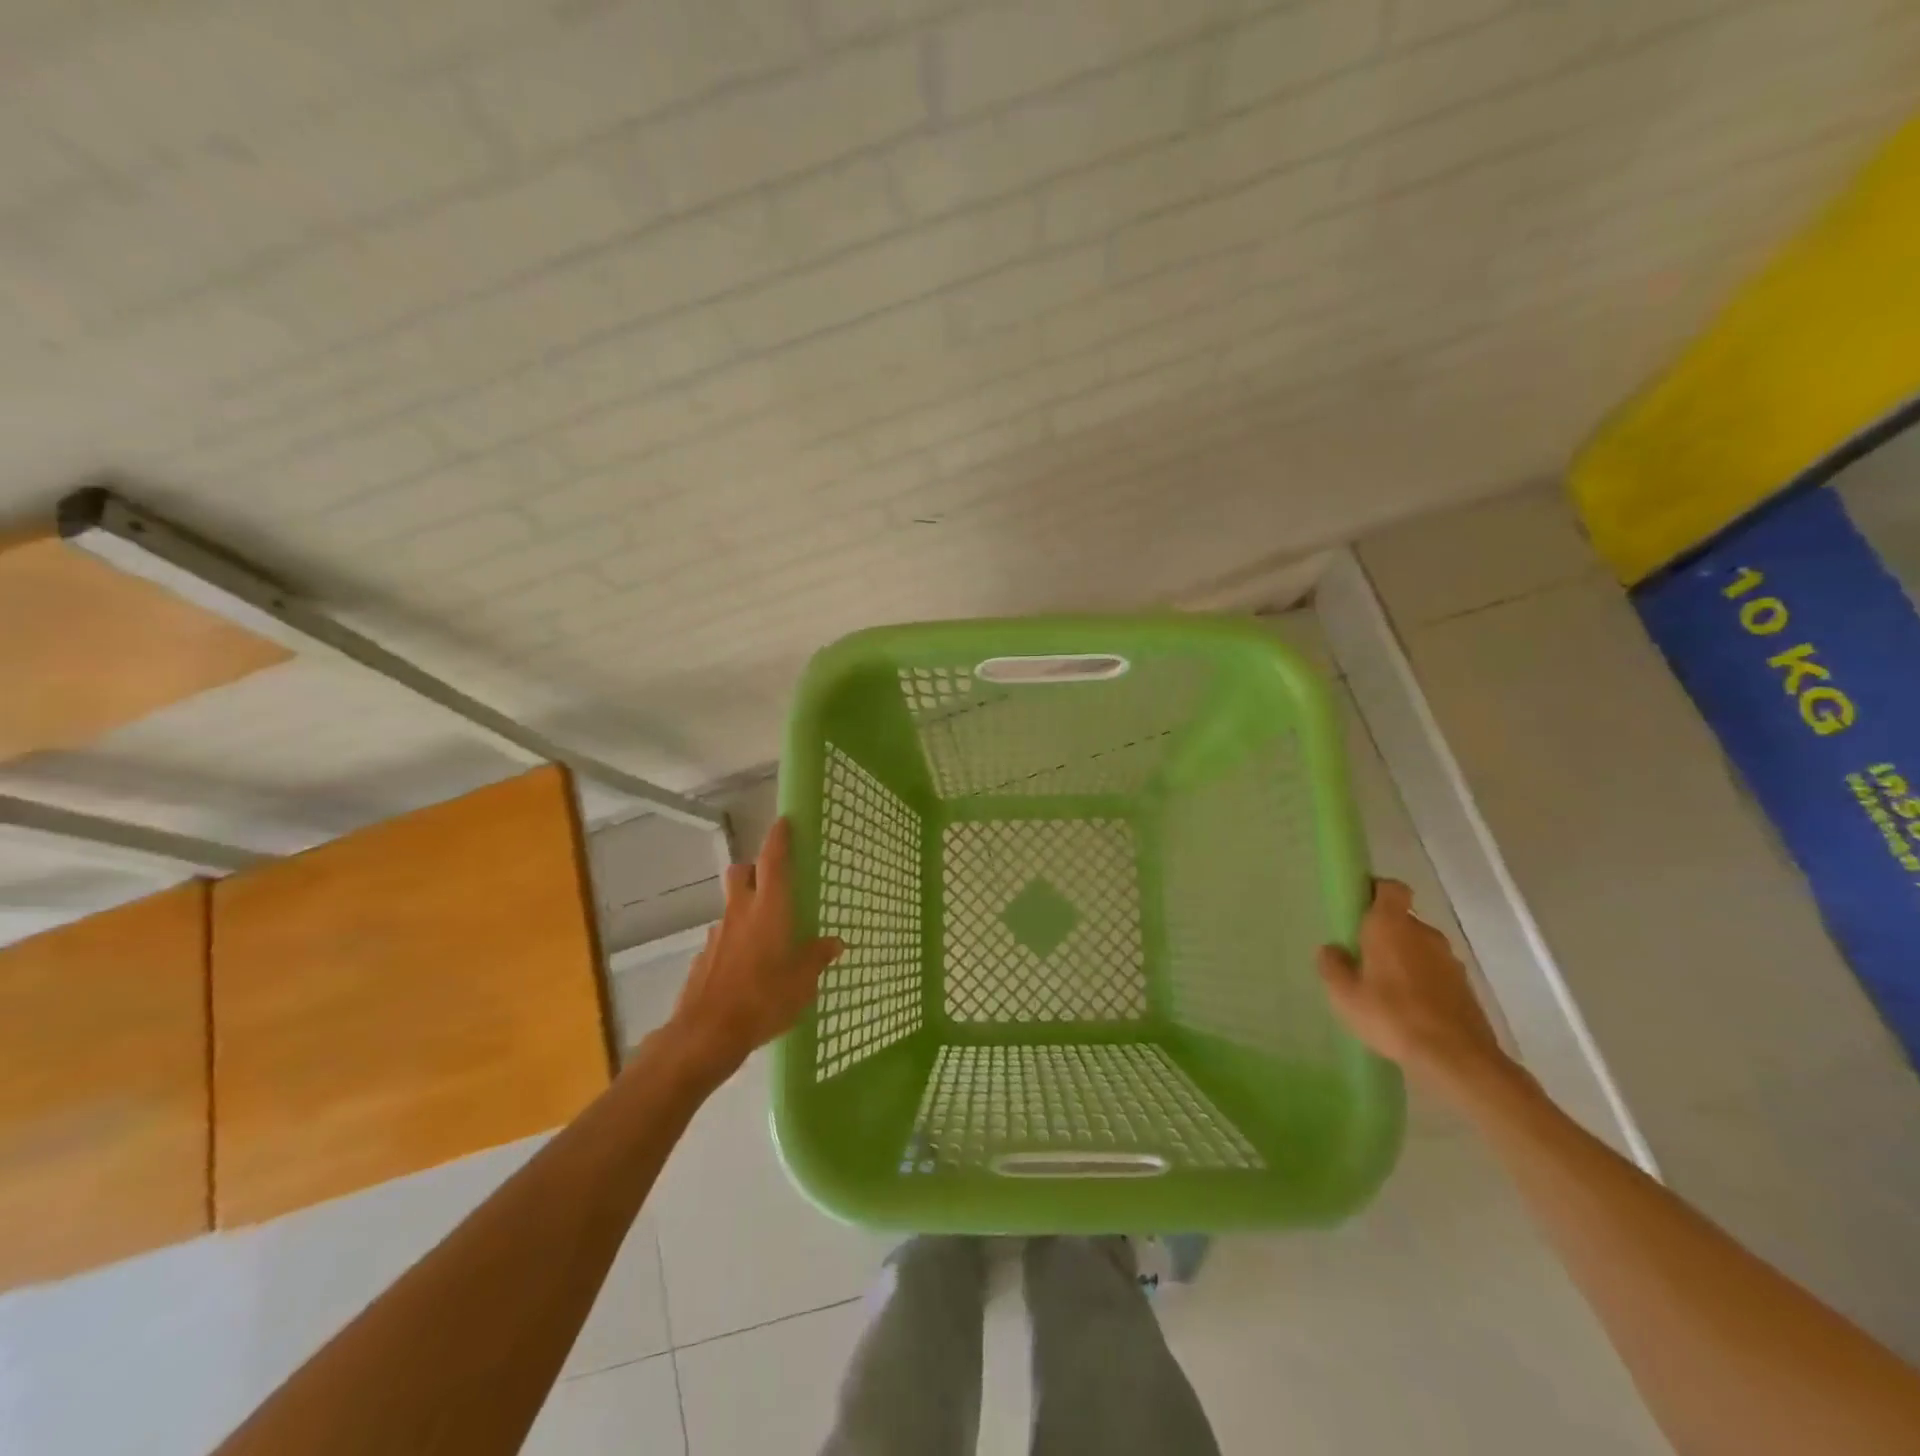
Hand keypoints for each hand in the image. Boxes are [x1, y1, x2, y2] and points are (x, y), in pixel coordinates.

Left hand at [662, 818, 842, 1083]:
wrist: (706, 1034)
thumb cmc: (764, 999)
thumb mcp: (803, 981)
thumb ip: (817, 957)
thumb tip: (835, 943)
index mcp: (769, 909)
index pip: (773, 860)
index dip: (779, 837)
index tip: (785, 821)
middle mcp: (741, 912)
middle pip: (742, 872)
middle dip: (755, 867)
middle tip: (774, 879)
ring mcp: (718, 934)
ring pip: (732, 905)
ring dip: (747, 907)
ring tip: (768, 933)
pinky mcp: (704, 958)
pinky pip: (724, 937)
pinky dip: (737, 940)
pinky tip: (748, 966)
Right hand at [1315, 880, 1511, 1100]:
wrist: (1456, 1058)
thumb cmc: (1391, 1016)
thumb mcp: (1344, 994)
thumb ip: (1332, 965)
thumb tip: (1332, 949)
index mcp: (1391, 925)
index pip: (1390, 888)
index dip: (1375, 890)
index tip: (1358, 907)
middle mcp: (1424, 933)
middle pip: (1402, 920)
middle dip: (1383, 933)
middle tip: (1361, 958)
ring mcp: (1449, 960)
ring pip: (1419, 948)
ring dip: (1403, 959)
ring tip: (1384, 990)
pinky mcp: (1465, 987)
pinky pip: (1435, 972)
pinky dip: (1422, 982)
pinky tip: (1407, 1010)